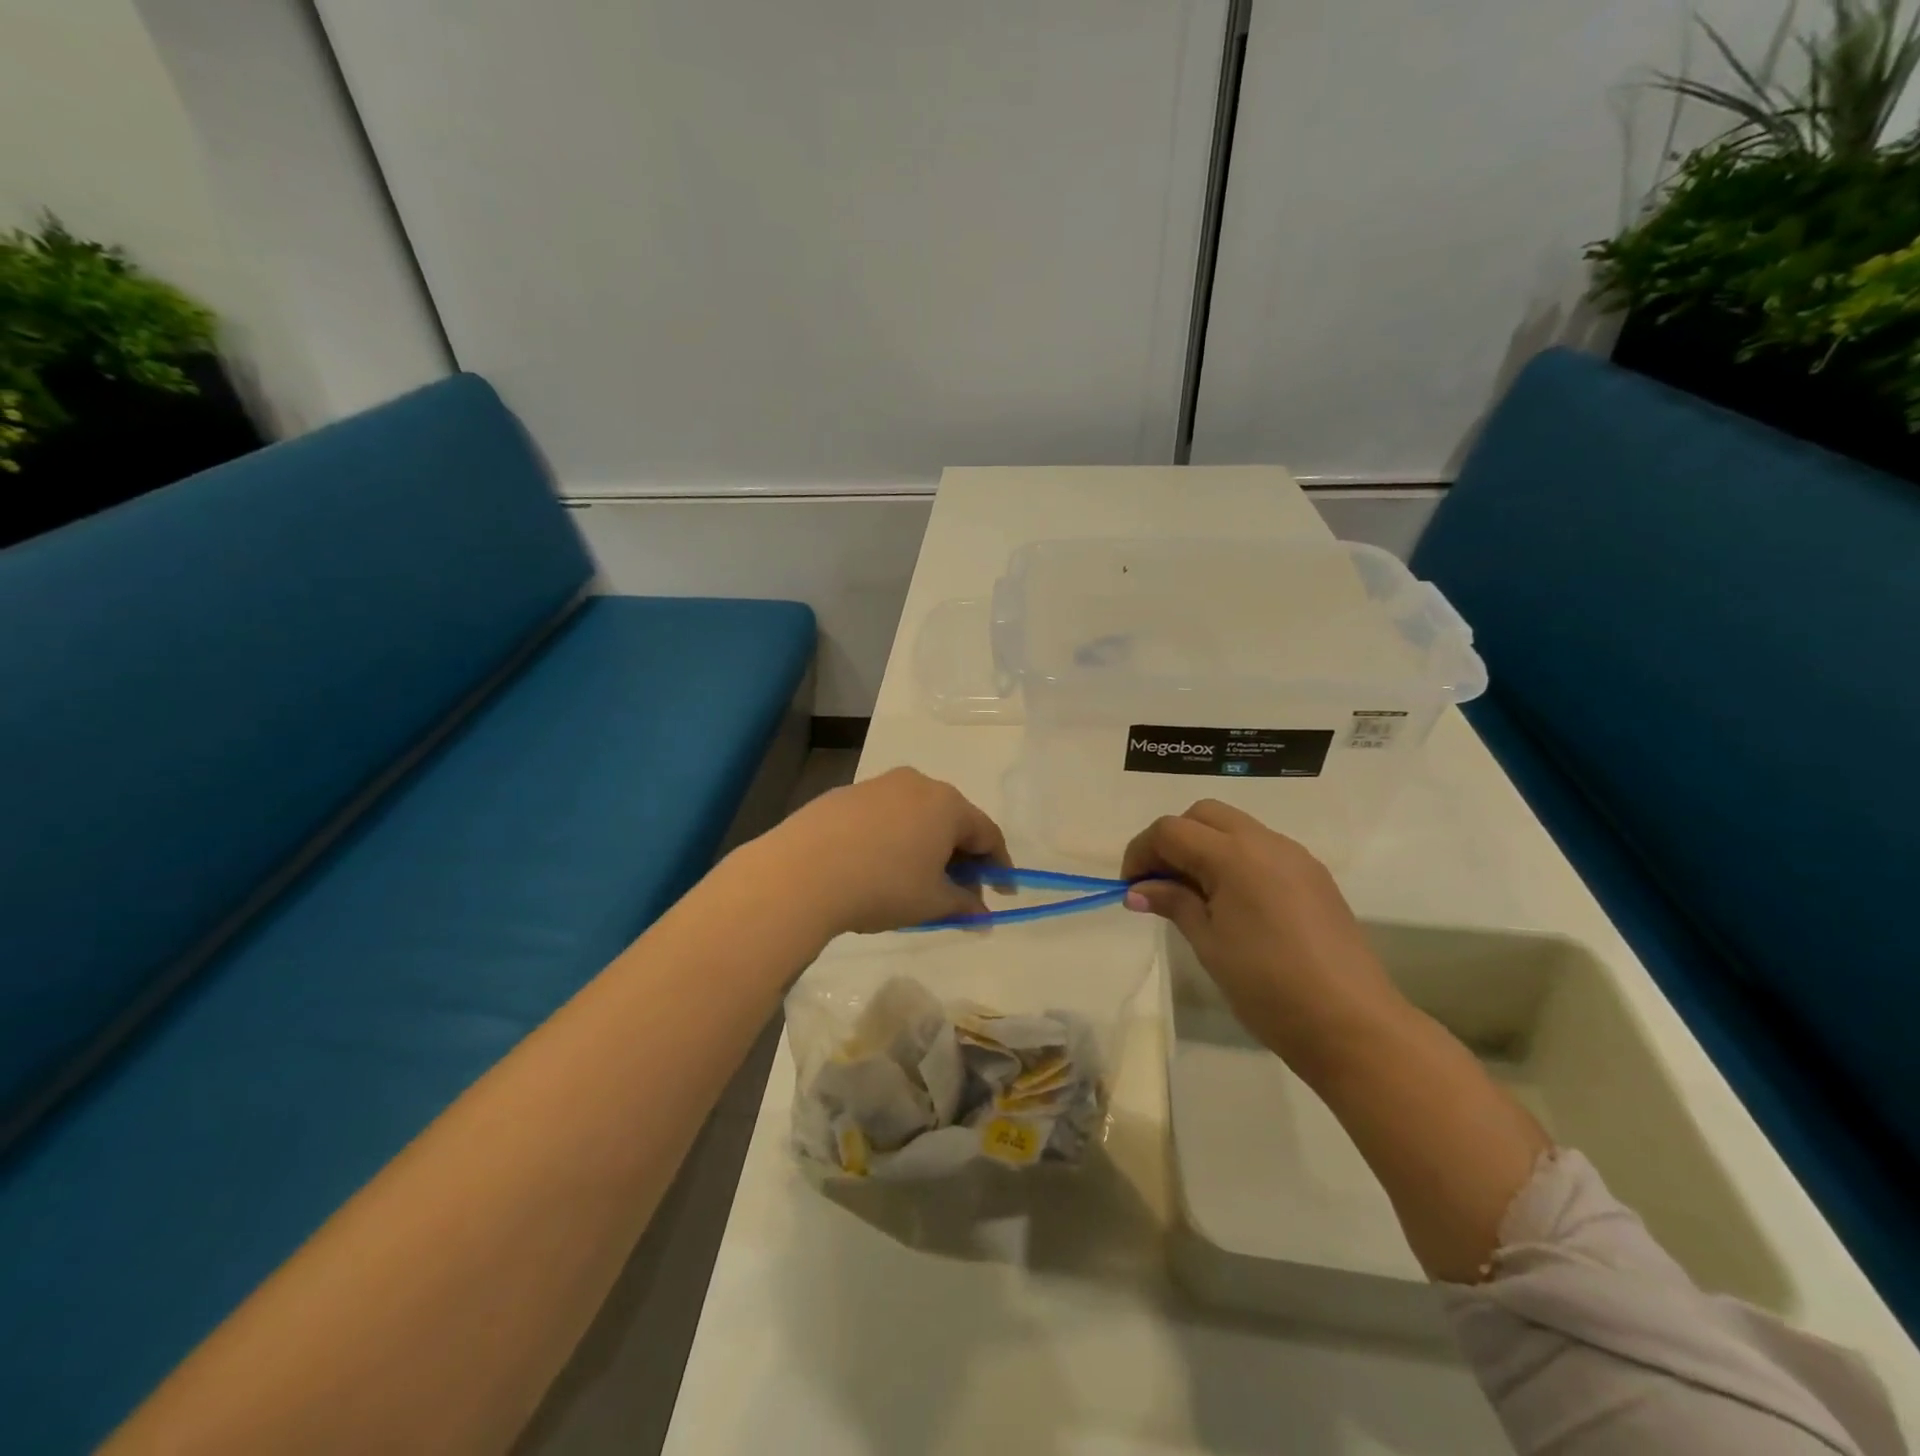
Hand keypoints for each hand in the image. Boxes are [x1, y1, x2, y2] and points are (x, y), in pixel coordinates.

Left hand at [757, 768, 1010, 936]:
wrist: (802, 872)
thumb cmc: (882, 885)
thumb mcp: (931, 903)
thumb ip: (964, 906)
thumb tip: (982, 915)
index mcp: (947, 804)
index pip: (988, 833)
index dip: (1000, 866)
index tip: (1003, 892)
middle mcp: (917, 783)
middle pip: (952, 820)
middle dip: (961, 857)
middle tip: (959, 892)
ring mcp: (878, 785)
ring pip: (916, 815)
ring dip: (926, 846)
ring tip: (917, 881)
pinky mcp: (845, 795)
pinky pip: (884, 816)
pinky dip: (893, 838)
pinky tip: (878, 866)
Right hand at [1121, 800, 1405, 1073]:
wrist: (1352, 1024)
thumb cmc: (1268, 987)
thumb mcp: (1209, 944)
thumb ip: (1174, 903)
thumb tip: (1138, 890)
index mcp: (1234, 856)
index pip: (1171, 830)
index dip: (1142, 851)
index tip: (1131, 887)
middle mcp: (1266, 842)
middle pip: (1204, 815)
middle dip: (1173, 839)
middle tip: (1160, 883)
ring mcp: (1295, 857)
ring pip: (1236, 827)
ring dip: (1205, 847)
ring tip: (1194, 894)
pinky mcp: (1314, 876)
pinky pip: (1263, 849)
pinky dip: (1235, 859)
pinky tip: (1232, 902)